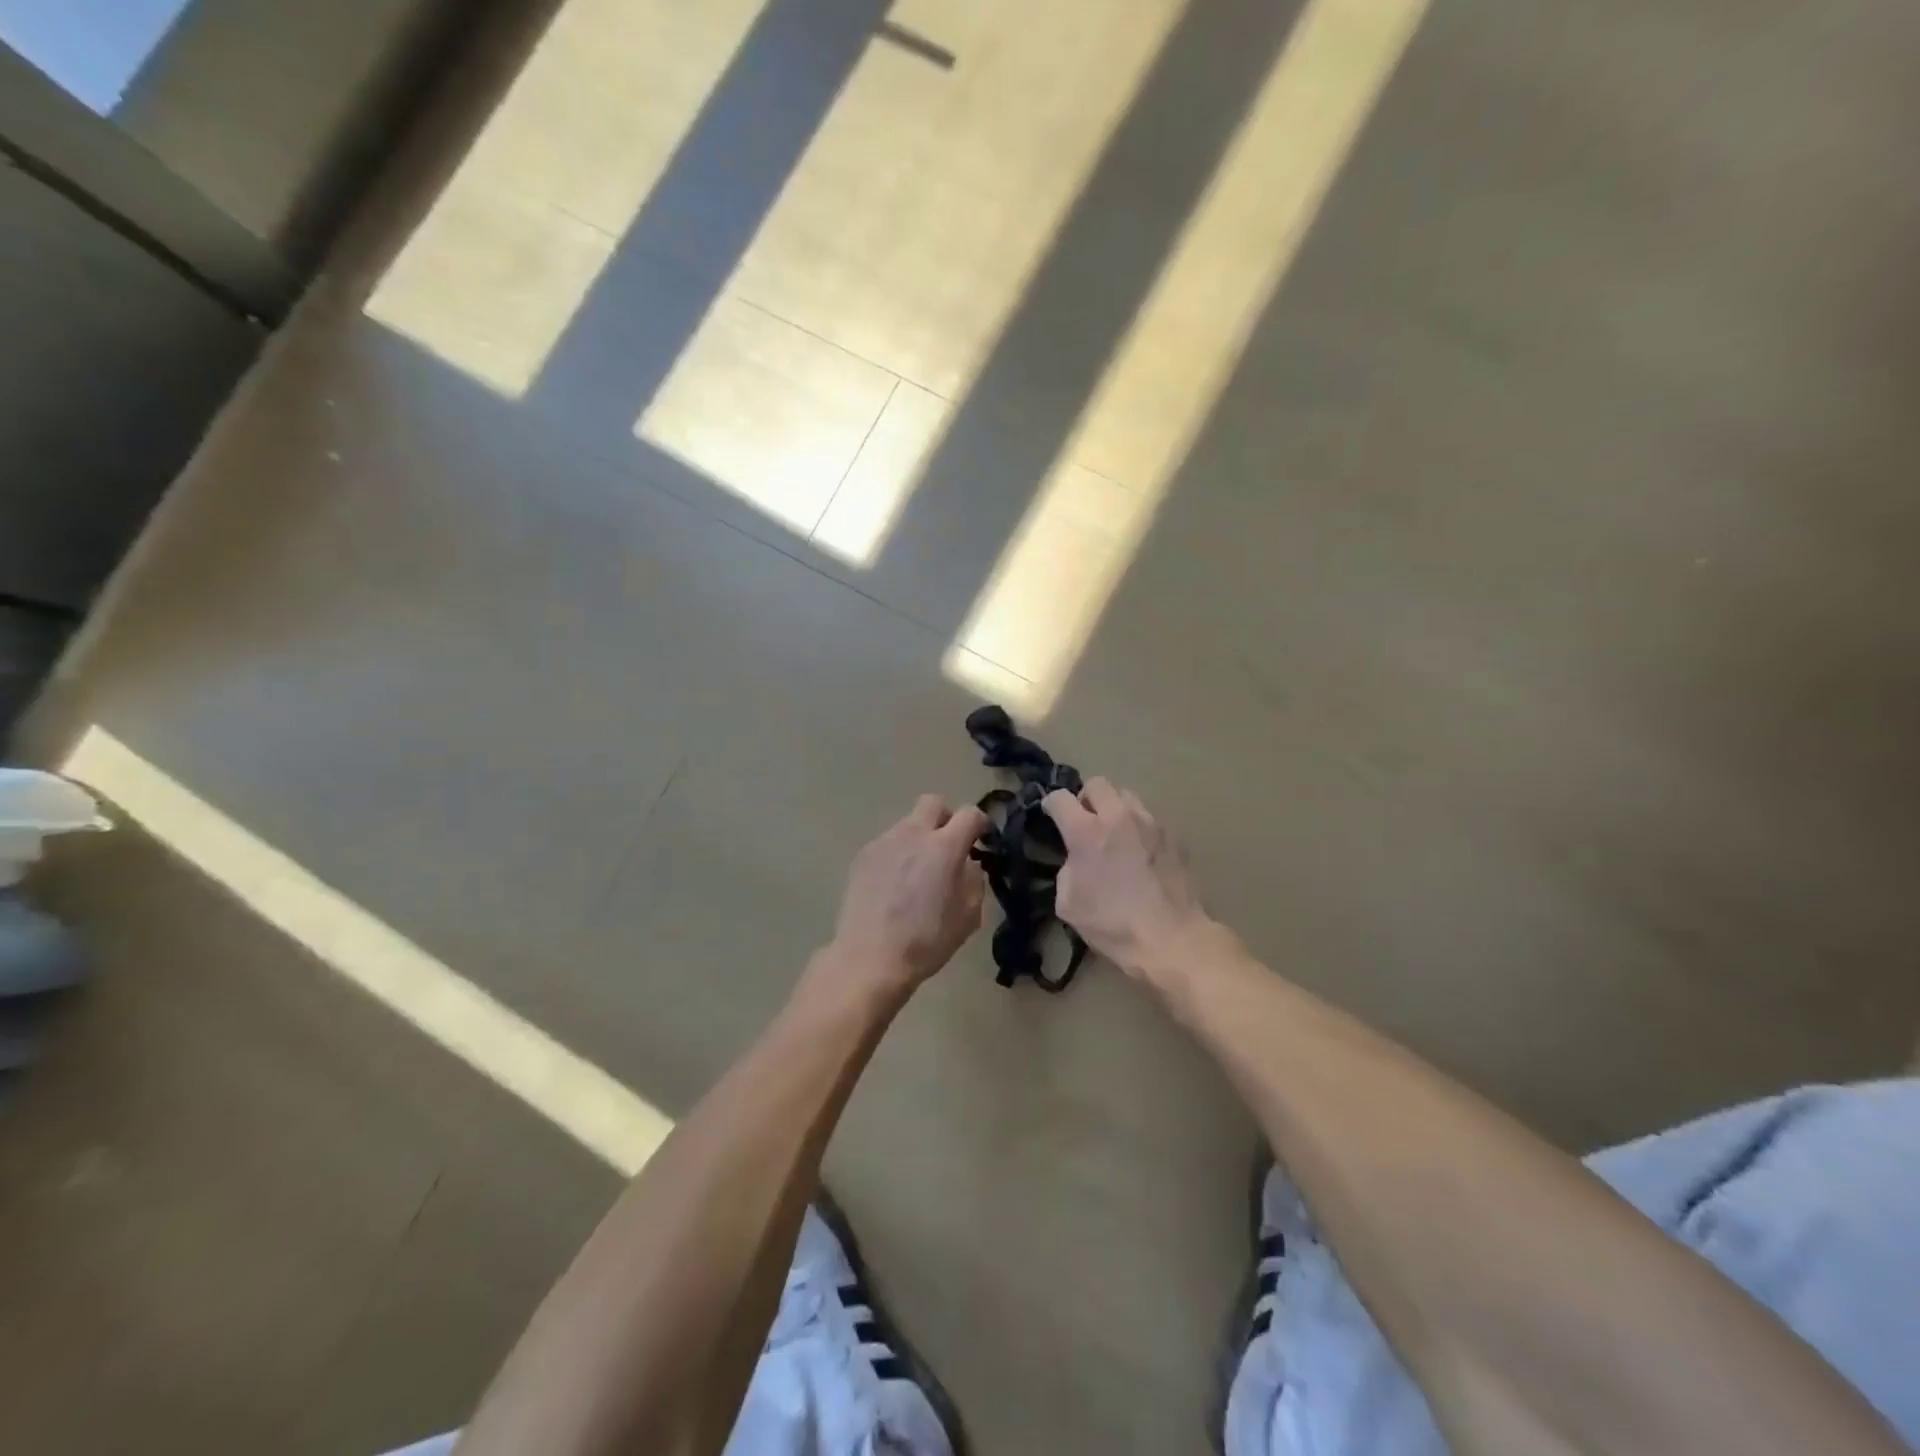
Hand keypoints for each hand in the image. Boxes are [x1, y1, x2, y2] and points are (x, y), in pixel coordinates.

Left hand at [823, 795, 988, 994]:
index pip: (970, 814)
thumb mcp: (969, 916)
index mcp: (944, 847)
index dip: (980, 823)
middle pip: (933, 803)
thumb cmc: (927, 941)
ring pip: (908, 824)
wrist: (870, 957)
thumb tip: (968, 863)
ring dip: (919, 838)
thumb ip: (975, 880)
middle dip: (946, 818)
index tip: (981, 840)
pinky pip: (888, 843)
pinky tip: (894, 884)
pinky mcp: (863, 855)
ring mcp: (885, 842)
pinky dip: (897, 854)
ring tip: (917, 872)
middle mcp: (913, 834)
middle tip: (948, 846)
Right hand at [1043, 778, 1219, 980]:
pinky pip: (1148, 819)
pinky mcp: (1172, 836)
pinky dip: (1137, 827)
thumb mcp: (1068, 903)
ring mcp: (1149, 823)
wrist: (1171, 938)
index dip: (1051, 805)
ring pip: (1126, 796)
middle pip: (1097, 783)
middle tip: (1084, 821)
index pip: (1060, 797)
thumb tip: (1077, 859)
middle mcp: (1118, 816)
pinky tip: (1138, 853)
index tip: (1051, 816)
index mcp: (1086, 831)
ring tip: (1114, 833)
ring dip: (1113, 808)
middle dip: (1085, 798)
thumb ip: (1067, 869)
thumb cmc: (1112, 923)